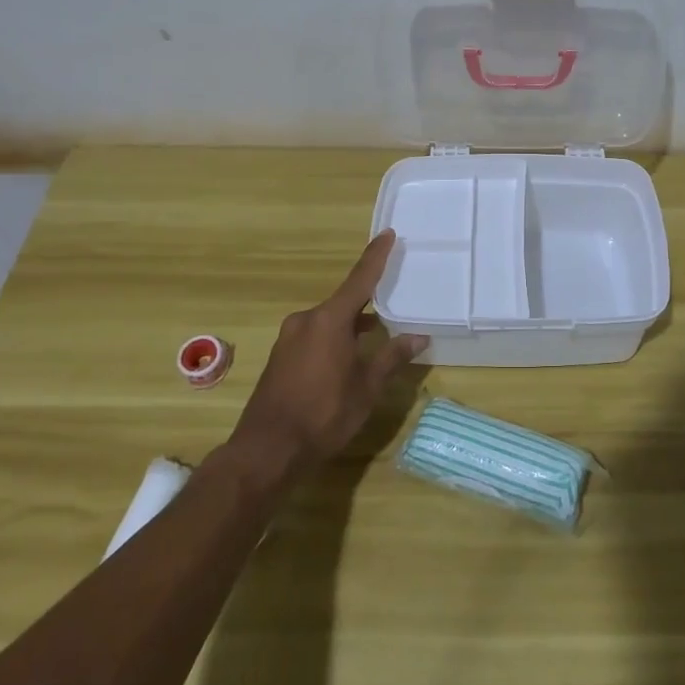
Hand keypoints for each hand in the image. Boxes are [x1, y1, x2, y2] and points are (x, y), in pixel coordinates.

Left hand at [228, 231, 424, 481]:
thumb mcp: (366, 387)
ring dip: (351, 325)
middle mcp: (306, 321)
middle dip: (367, 302)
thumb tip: (418, 337)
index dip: (376, 256)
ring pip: (328, 321)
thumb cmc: (324, 414)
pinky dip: (334, 338)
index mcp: (329, 320)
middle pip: (343, 302)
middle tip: (392, 297)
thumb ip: (391, 357)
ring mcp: (289, 339)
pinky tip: (348, 357)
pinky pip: (314, 336)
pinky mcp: (280, 358)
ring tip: (376, 334)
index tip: (387, 233)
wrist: (267, 451)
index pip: (360, 279)